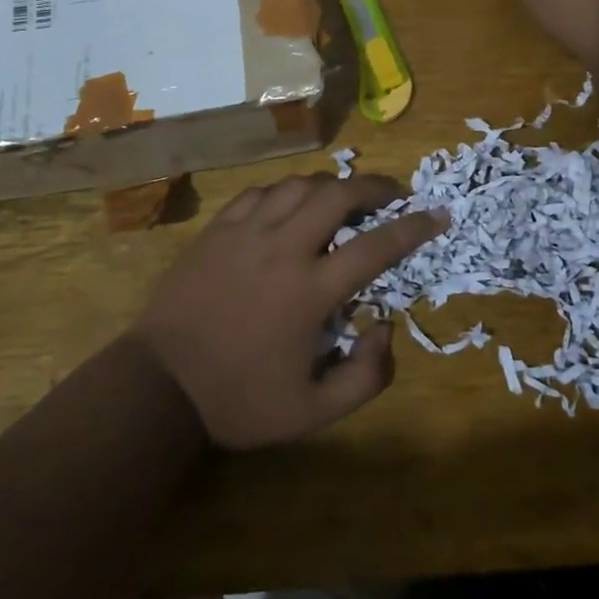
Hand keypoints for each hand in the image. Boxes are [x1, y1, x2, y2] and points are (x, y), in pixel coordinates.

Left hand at [130, 174, 447, 448]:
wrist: (159, 385)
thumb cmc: (238, 400)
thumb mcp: (312, 412)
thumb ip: (365, 377)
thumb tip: (385, 327)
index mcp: (311, 290)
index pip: (376, 246)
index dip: (414, 227)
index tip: (438, 214)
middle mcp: (283, 248)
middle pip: (338, 194)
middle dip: (375, 186)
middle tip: (394, 194)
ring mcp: (246, 232)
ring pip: (299, 185)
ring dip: (331, 185)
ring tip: (344, 197)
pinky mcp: (217, 229)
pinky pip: (261, 193)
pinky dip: (287, 192)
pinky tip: (291, 205)